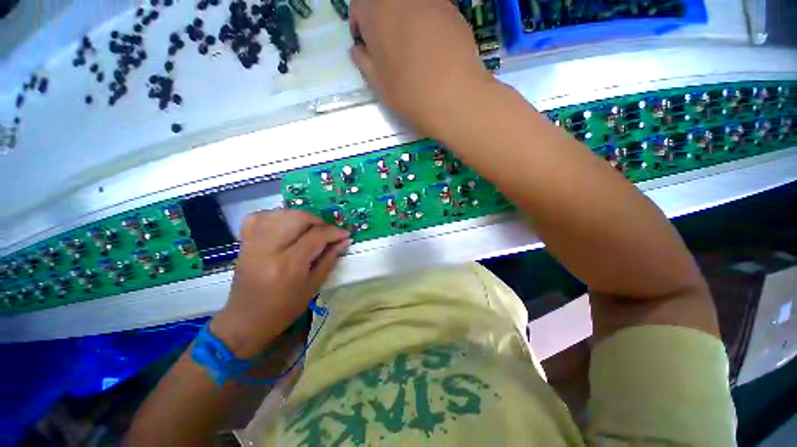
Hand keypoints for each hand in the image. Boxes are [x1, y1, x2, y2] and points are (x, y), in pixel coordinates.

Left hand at [210, 210, 349, 355]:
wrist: (246, 320)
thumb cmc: (284, 308)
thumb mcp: (313, 286)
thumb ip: (330, 259)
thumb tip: (344, 241)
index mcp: (290, 264)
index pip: (316, 235)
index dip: (334, 232)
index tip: (345, 234)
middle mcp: (270, 248)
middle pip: (298, 218)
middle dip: (318, 221)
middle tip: (326, 232)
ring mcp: (254, 243)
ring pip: (280, 213)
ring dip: (300, 217)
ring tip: (308, 228)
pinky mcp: (244, 243)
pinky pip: (258, 217)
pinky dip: (275, 216)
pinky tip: (284, 225)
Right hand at [349, 0, 494, 136]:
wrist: (454, 97)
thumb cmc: (409, 93)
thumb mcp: (379, 85)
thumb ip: (364, 63)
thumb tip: (357, 51)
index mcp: (376, 11)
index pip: (358, 6)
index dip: (360, 26)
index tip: (366, 46)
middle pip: (386, 2)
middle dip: (382, 20)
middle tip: (388, 47)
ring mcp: (431, 0)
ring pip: (410, 5)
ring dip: (405, 20)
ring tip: (413, 49)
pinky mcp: (453, 11)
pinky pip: (432, 11)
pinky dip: (427, 24)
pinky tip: (434, 49)